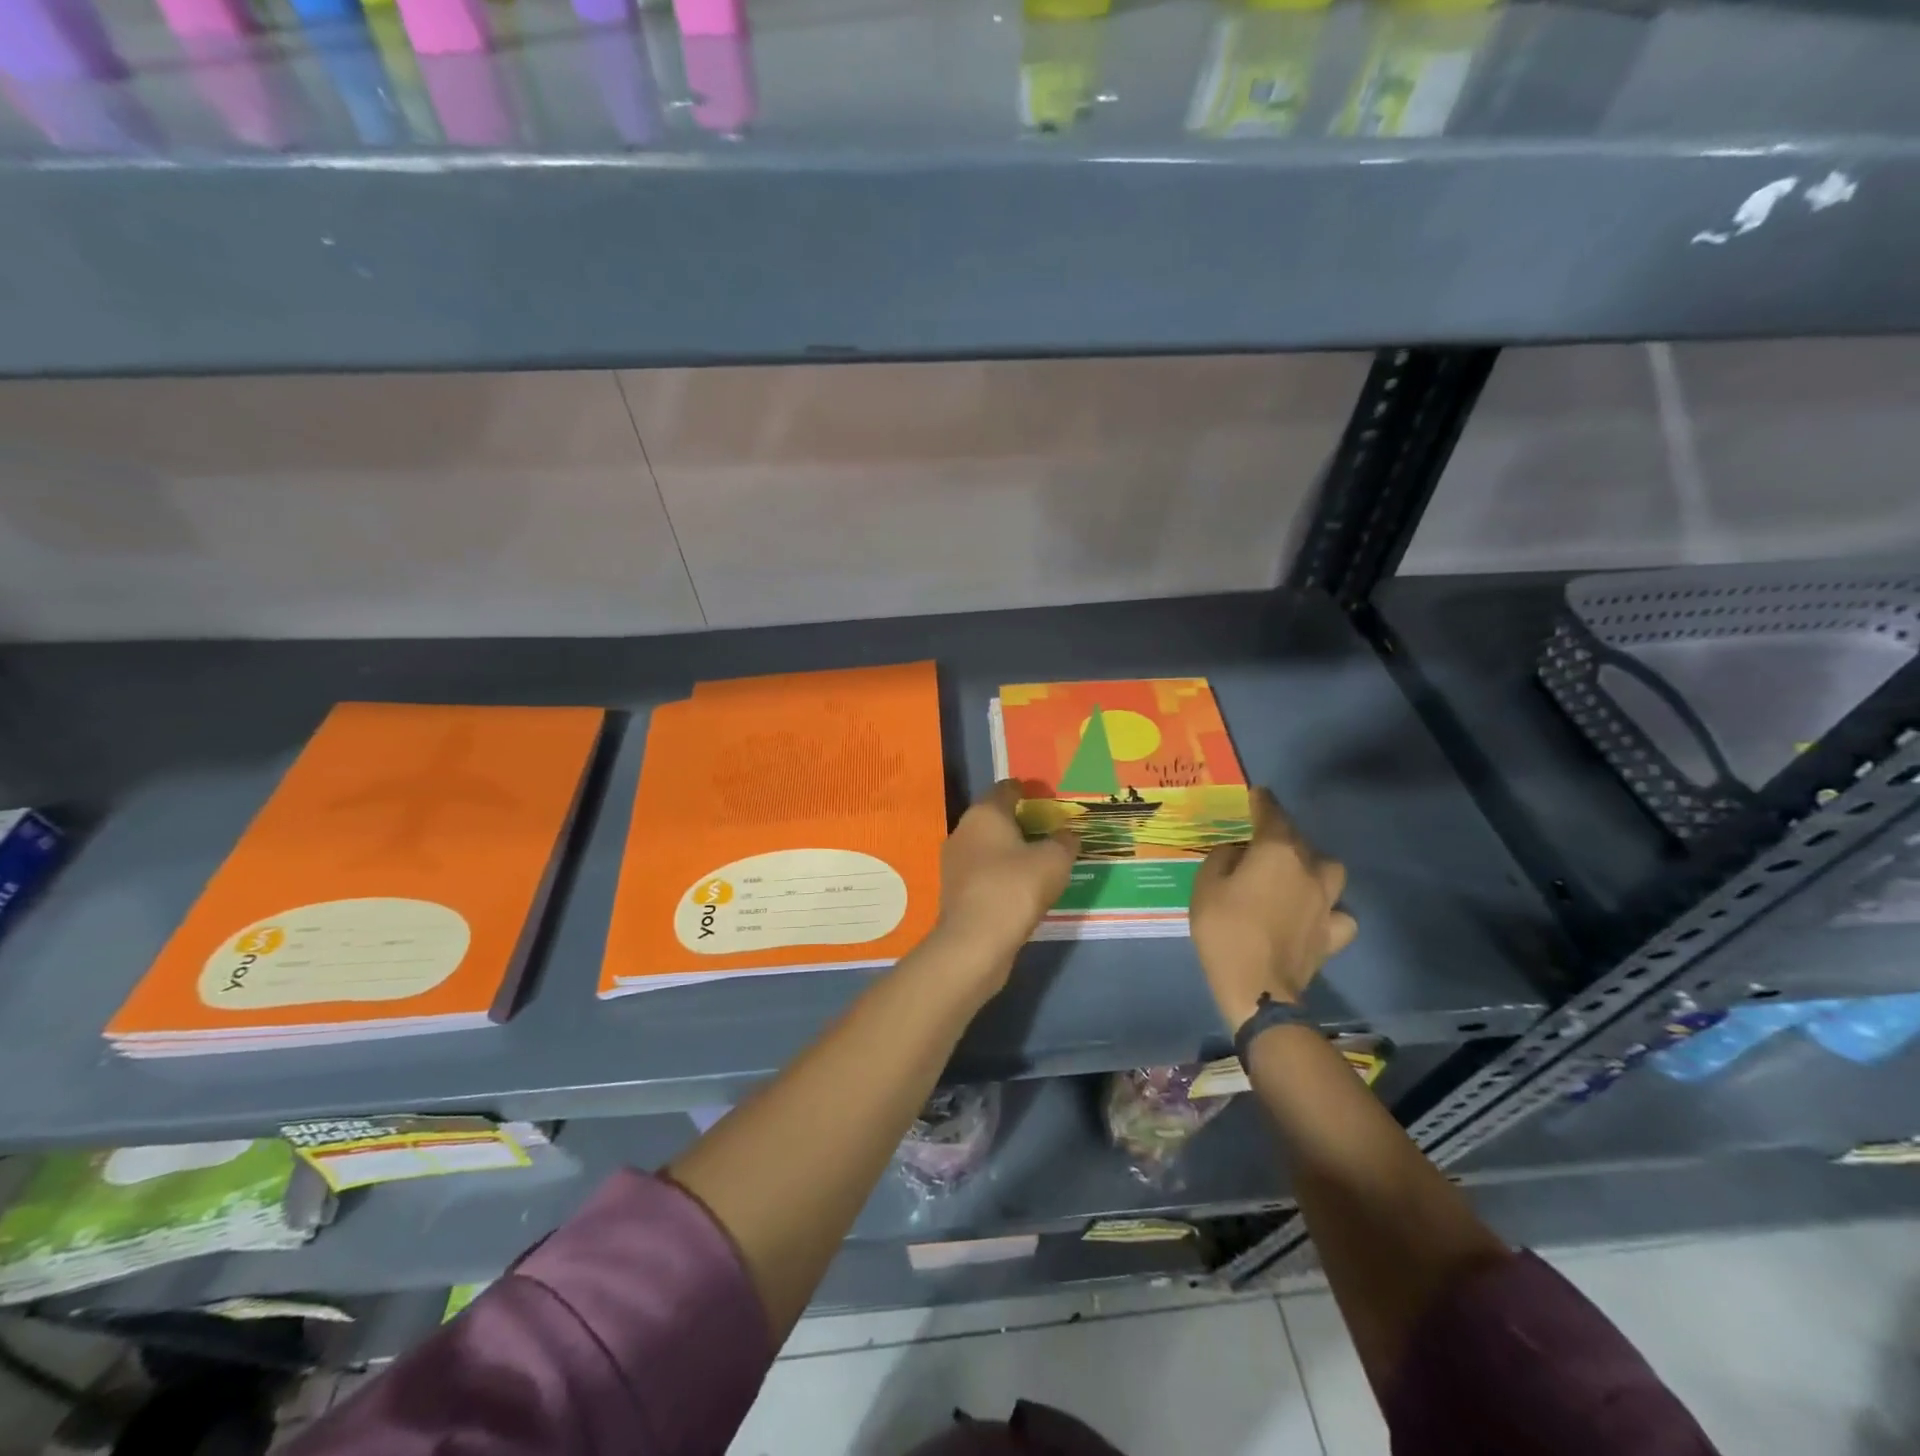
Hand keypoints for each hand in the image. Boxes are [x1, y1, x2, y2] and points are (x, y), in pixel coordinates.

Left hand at [932, 781, 1078, 989]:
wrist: (975, 942)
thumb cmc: (1015, 887)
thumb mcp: (1054, 860)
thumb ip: (1064, 842)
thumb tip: (1067, 835)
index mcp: (985, 813)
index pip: (1006, 789)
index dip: (1028, 790)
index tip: (1047, 798)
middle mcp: (963, 831)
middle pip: (994, 817)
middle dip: (1020, 822)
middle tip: (1049, 831)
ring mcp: (955, 862)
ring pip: (987, 847)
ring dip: (1010, 851)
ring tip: (1039, 861)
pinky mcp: (955, 891)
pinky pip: (984, 872)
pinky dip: (1002, 874)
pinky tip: (1021, 888)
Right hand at [1190, 788, 1355, 1031]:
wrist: (1257, 987)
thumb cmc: (1225, 929)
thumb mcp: (1206, 885)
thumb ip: (1223, 859)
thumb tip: (1239, 853)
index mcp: (1277, 852)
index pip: (1272, 815)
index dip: (1264, 802)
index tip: (1258, 793)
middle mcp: (1309, 869)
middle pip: (1300, 841)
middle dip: (1283, 836)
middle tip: (1262, 844)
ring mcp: (1327, 903)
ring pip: (1329, 871)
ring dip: (1313, 867)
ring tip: (1295, 875)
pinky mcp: (1332, 934)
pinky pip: (1338, 913)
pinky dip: (1329, 910)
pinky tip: (1314, 914)